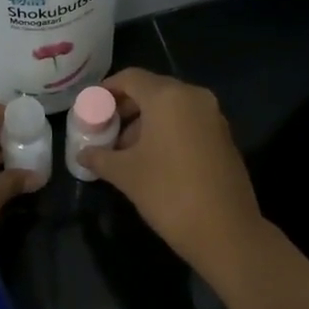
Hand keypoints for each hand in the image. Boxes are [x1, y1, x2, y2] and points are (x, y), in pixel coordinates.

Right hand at [76, 68, 268, 275]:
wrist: (224, 230)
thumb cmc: (168, 193)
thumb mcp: (126, 174)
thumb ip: (100, 157)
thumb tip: (83, 154)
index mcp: (168, 97)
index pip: (130, 78)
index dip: (106, 89)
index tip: (90, 107)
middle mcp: (194, 97)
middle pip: (152, 90)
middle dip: (125, 108)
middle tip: (104, 130)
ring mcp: (213, 117)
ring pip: (171, 108)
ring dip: (145, 123)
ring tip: (124, 151)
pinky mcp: (223, 137)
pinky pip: (187, 123)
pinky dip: (167, 132)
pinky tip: (152, 159)